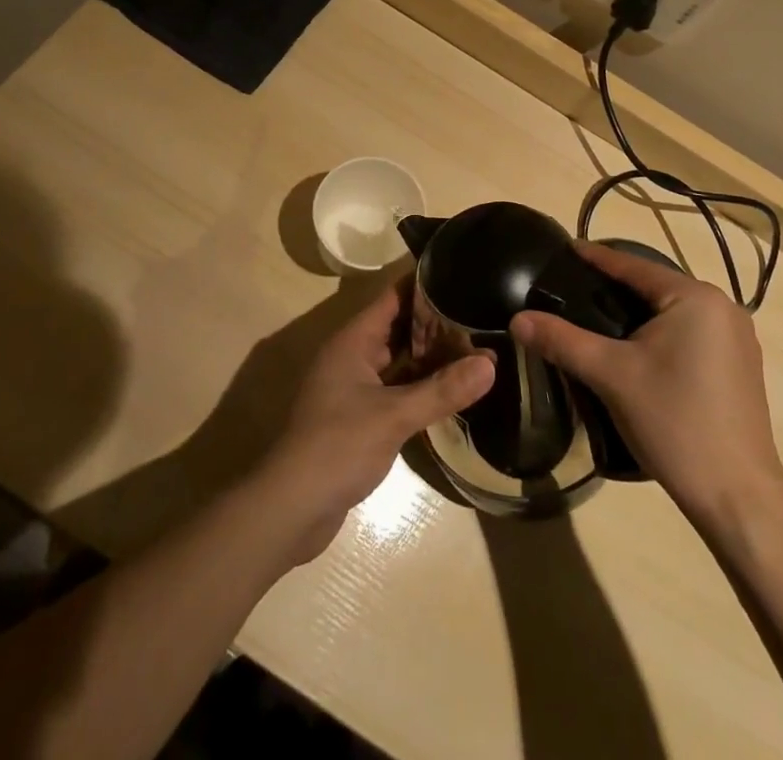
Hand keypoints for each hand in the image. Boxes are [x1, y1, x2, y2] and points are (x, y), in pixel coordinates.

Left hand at [256, 281, 493, 564]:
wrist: (291, 508)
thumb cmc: (338, 446)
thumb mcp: (394, 416)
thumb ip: (442, 389)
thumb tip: (491, 364)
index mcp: (354, 340)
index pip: (393, 296)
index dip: (425, 283)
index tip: (462, 274)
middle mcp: (353, 356)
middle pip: (399, 327)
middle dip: (437, 323)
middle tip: (481, 315)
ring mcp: (355, 388)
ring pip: (400, 361)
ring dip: (432, 357)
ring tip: (477, 348)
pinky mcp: (360, 418)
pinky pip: (397, 389)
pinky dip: (422, 386)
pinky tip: (453, 390)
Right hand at [510, 241, 782, 527]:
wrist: (737, 497)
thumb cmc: (674, 422)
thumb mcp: (611, 376)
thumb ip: (563, 341)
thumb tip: (518, 320)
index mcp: (696, 298)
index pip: (635, 266)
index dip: (596, 258)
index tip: (566, 248)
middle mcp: (724, 307)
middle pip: (656, 287)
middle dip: (615, 286)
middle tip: (574, 287)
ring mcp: (738, 339)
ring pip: (674, 312)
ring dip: (638, 312)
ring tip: (597, 316)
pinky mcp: (741, 367)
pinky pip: (691, 333)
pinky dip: (661, 333)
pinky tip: (637, 349)